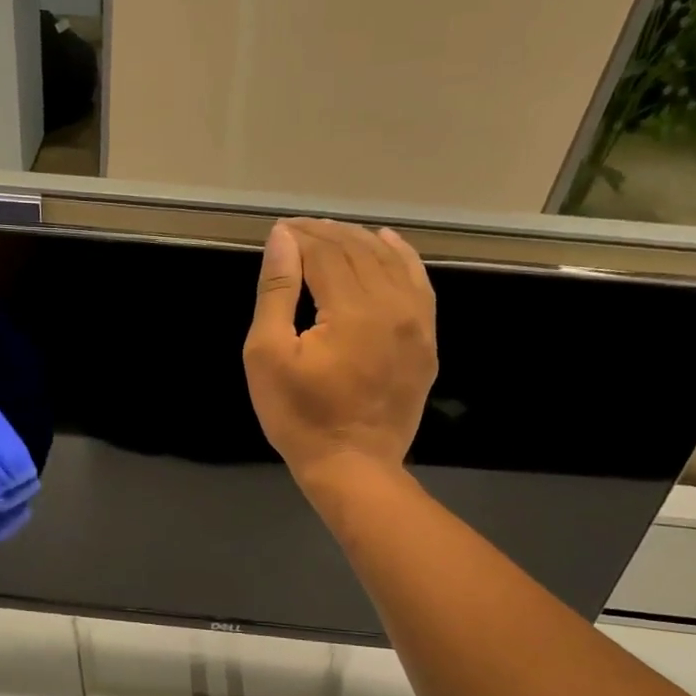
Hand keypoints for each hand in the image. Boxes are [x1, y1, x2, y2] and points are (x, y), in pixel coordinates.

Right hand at [243, 219, 437, 492]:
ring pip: (390, 262)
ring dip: (359, 241)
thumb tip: (284, 239)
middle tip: (298, 229)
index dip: (301, 237)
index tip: (279, 231)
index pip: (326, 253)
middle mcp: (392, 306)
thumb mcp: (268, 355)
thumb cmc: (300, 416)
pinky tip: (387, 243)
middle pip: (358, 251)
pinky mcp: (427, 340)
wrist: (352, 465)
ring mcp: (417, 323)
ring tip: (332, 233)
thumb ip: (277, 292)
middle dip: (326, 234)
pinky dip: (401, 257)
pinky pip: (419, 283)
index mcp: (352, 309)